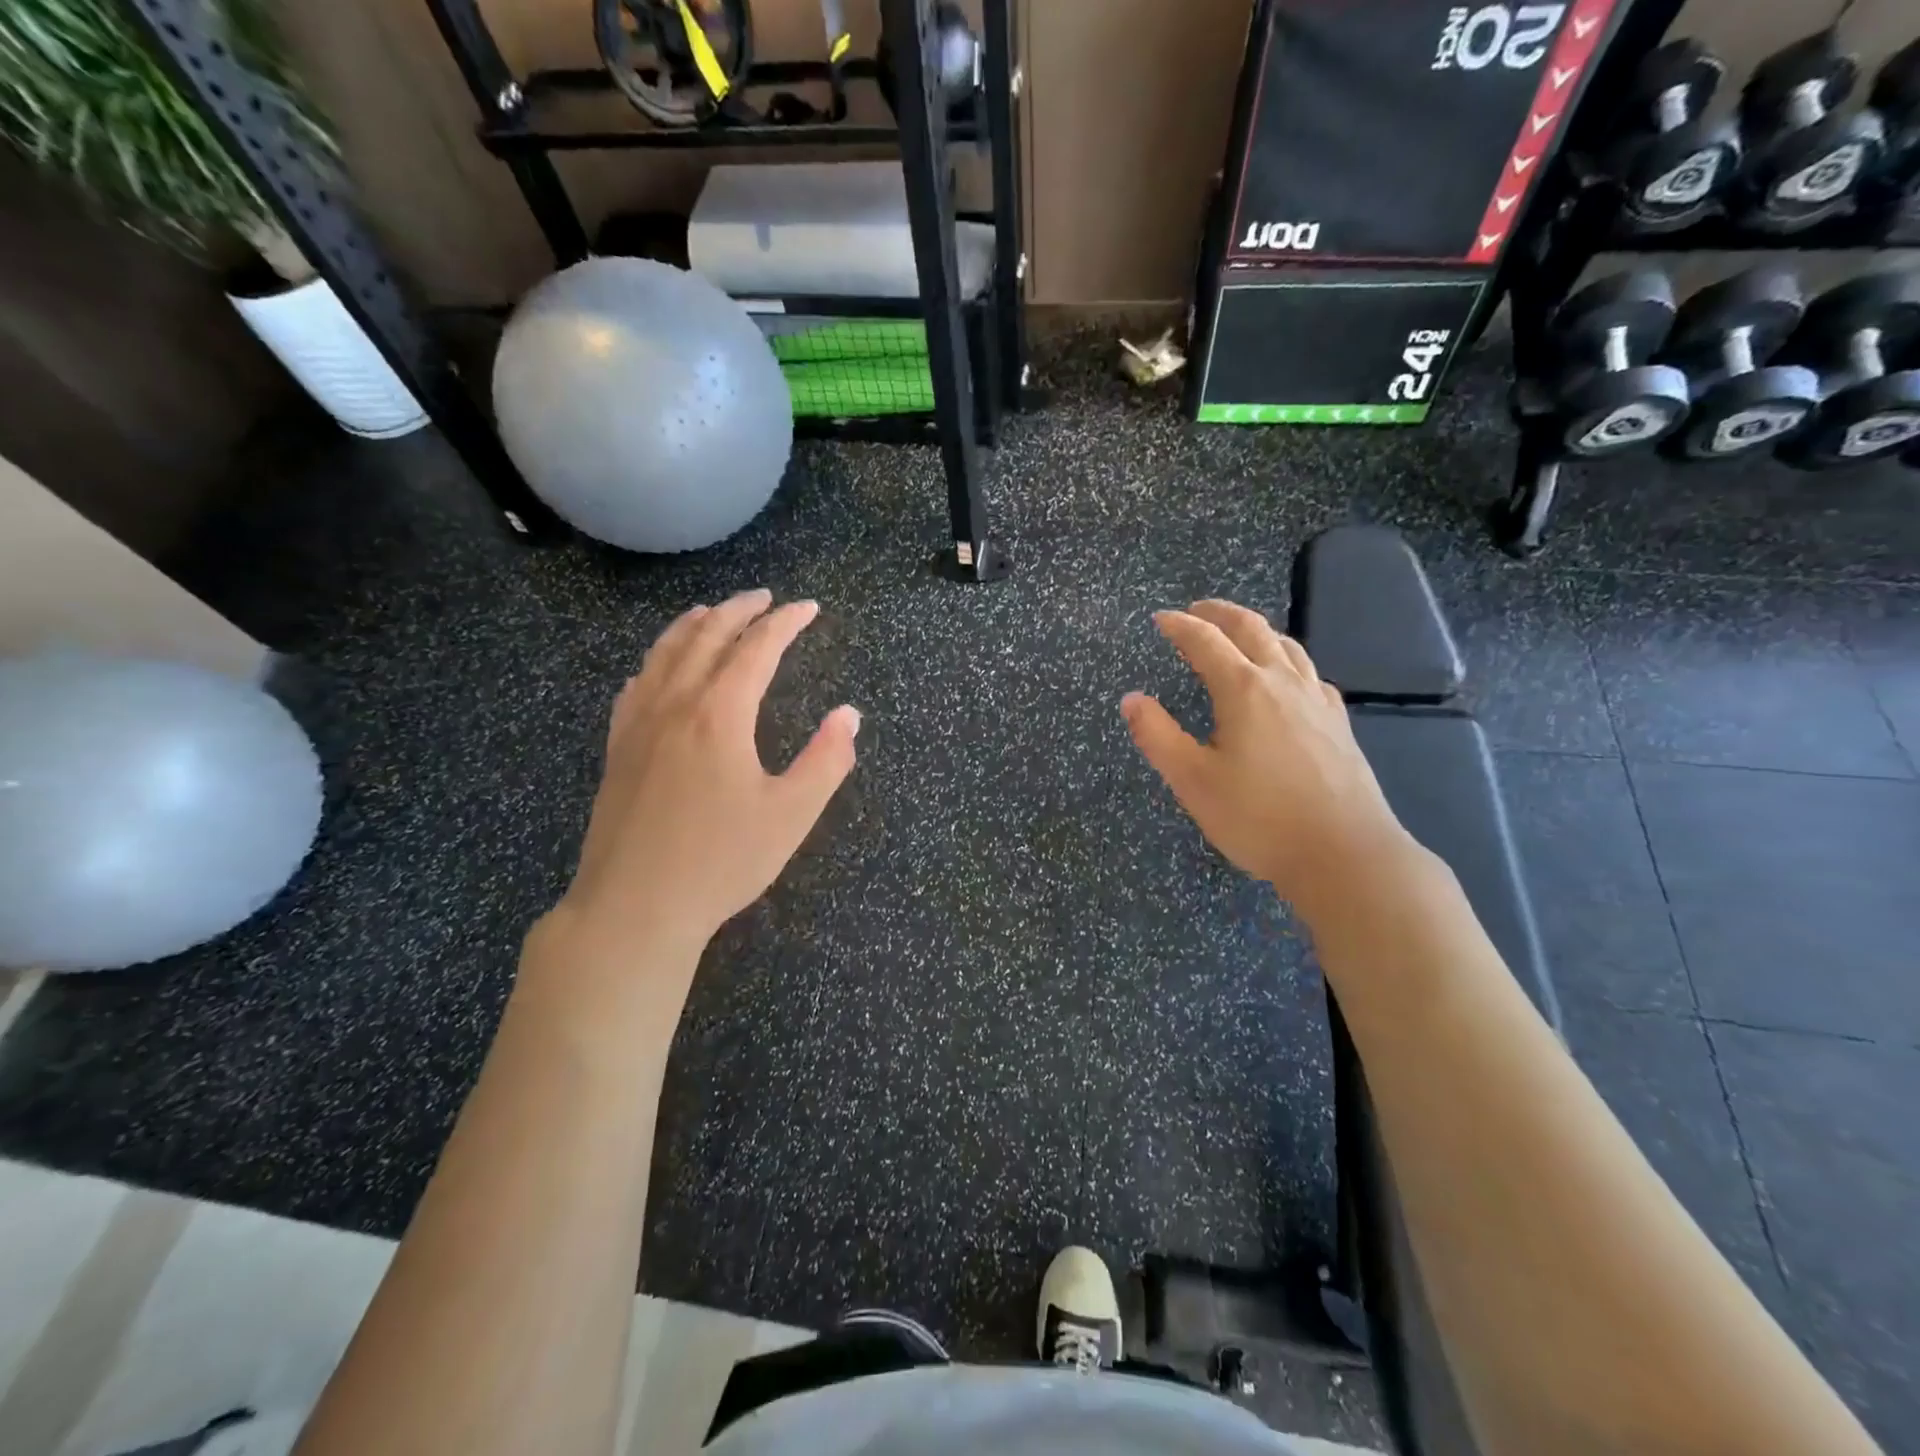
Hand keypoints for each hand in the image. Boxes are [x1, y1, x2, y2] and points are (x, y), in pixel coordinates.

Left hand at [534, 589, 858, 1003]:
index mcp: (720, 714)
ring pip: (664, 653)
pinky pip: (636, 684)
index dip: (786, 622)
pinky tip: (659, 666)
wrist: (634, 907)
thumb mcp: (791, 815)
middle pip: (706, 637)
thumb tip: (849, 714)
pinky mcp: (617, 748)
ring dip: (693, 624)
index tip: (809, 608)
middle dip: (740, 610)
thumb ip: (827, 760)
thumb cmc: (721, 862)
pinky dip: (656, 659)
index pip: (757, 648)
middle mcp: (675, 705)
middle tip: (766, 597)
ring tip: (714, 612)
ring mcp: (638, 724)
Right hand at [1121, 600, 1414, 919]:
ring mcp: (1318, 700)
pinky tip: (1287, 679)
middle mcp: (1283, 682)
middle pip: (1252, 629)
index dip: (1179, 626)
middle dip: (1220, 613)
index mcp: (1244, 690)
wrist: (1344, 854)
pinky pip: (1310, 672)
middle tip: (1196, 609)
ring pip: (1287, 646)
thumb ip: (1157, 735)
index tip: (1160, 619)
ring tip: (1238, 634)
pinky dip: (1287, 660)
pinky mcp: (1339, 723)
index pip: (1205, 641)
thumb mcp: (1192, 780)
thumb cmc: (1258, 818)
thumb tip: (1132, 698)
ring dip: (1257, 630)